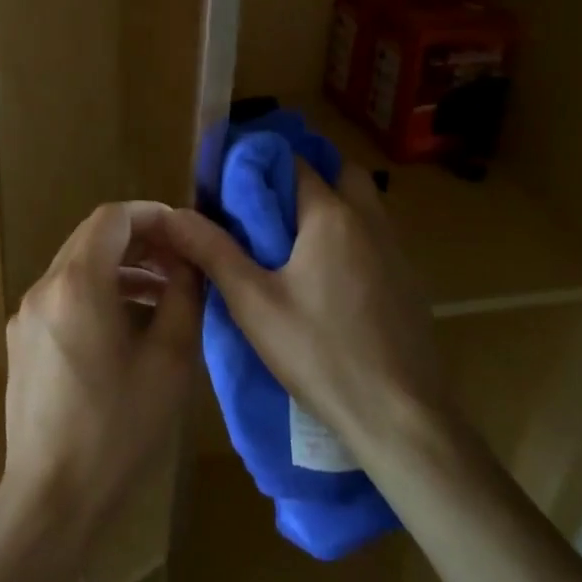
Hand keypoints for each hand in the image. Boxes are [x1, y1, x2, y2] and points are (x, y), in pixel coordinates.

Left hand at [0, 202, 201, 544]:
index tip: (185, 233)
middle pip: (92, 238)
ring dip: (119, 269)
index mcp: (77, 283)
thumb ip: (183, 298)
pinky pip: (62, 297)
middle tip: (179, 262)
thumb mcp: (169, 361)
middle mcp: (43, 287)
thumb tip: (188, 264)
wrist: (51, 497)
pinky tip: (126, 326)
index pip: (112, 218)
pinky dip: (96, 293)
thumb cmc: (118, 429)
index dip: (152, 215)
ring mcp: (25, 315)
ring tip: (162, 295)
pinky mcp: (21, 341)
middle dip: (138, 241)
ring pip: (76, 267)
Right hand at [159, 161, 449, 452]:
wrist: (402, 418)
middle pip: (341, 173)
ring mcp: (397, 252)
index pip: (296, 164)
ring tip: (292, 241)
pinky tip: (327, 278)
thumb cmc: (320, 354)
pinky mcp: (409, 283)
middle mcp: (370, 221)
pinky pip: (376, 239)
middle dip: (307, 178)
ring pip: (364, 205)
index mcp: (332, 216)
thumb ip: (213, 252)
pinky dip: (351, 238)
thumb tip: (173, 214)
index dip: (262, 165)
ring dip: (332, 206)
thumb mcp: (254, 304)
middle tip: (270, 206)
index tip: (233, 182)